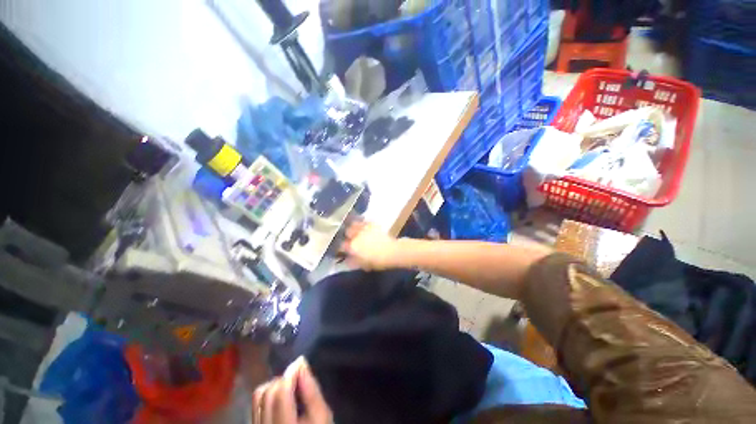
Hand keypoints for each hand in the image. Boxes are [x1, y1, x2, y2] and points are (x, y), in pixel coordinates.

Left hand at [252, 357, 331, 423]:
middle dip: (284, 379)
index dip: (291, 374)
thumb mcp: (321, 415)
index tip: (301, 363)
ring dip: (274, 385)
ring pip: (258, 396)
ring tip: (289, 387)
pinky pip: (256, 404)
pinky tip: (280, 398)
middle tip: (298, 377)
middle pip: (268, 393)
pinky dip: (267, 394)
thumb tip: (301, 363)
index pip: (281, 393)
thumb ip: (311, 390)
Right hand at [341, 221, 401, 270]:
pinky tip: (364, 225)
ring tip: (355, 229)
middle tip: (350, 238)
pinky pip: (364, 221)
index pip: (342, 245)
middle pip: (347, 232)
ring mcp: (364, 228)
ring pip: (354, 224)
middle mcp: (356, 235)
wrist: (391, 251)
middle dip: (347, 234)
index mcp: (352, 246)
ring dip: (353, 226)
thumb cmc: (377, 261)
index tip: (344, 249)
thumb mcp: (363, 265)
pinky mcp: (372, 224)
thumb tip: (347, 260)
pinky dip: (362, 223)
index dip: (342, 247)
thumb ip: (353, 262)